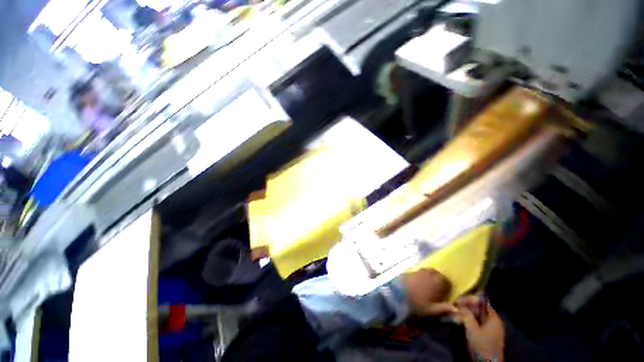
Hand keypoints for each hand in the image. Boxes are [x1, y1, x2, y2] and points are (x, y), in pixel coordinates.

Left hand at [403, 268, 456, 315]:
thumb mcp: (433, 310)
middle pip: (437, 275)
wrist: (398, 295)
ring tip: (427, 288)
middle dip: (438, 281)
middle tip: (436, 291)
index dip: (447, 288)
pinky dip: (420, 277)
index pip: (447, 281)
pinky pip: (419, 273)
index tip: (444, 295)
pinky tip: (417, 285)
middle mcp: (429, 272)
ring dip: (429, 278)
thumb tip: (456, 309)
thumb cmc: (418, 303)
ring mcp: (419, 270)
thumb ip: (445, 308)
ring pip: (428, 272)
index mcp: (438, 280)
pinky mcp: (410, 270)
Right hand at [457, 296, 504, 361]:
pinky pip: (479, 323)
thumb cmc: (482, 345)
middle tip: (455, 306)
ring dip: (468, 314)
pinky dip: (470, 320)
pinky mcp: (488, 335)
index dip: (470, 300)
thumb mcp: (472, 329)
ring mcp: (492, 329)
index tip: (458, 300)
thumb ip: (466, 315)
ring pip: (478, 316)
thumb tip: (458, 304)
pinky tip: (462, 321)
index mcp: (494, 318)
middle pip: (480, 309)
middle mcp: (495, 321)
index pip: (482, 302)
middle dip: (467, 307)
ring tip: (457, 313)